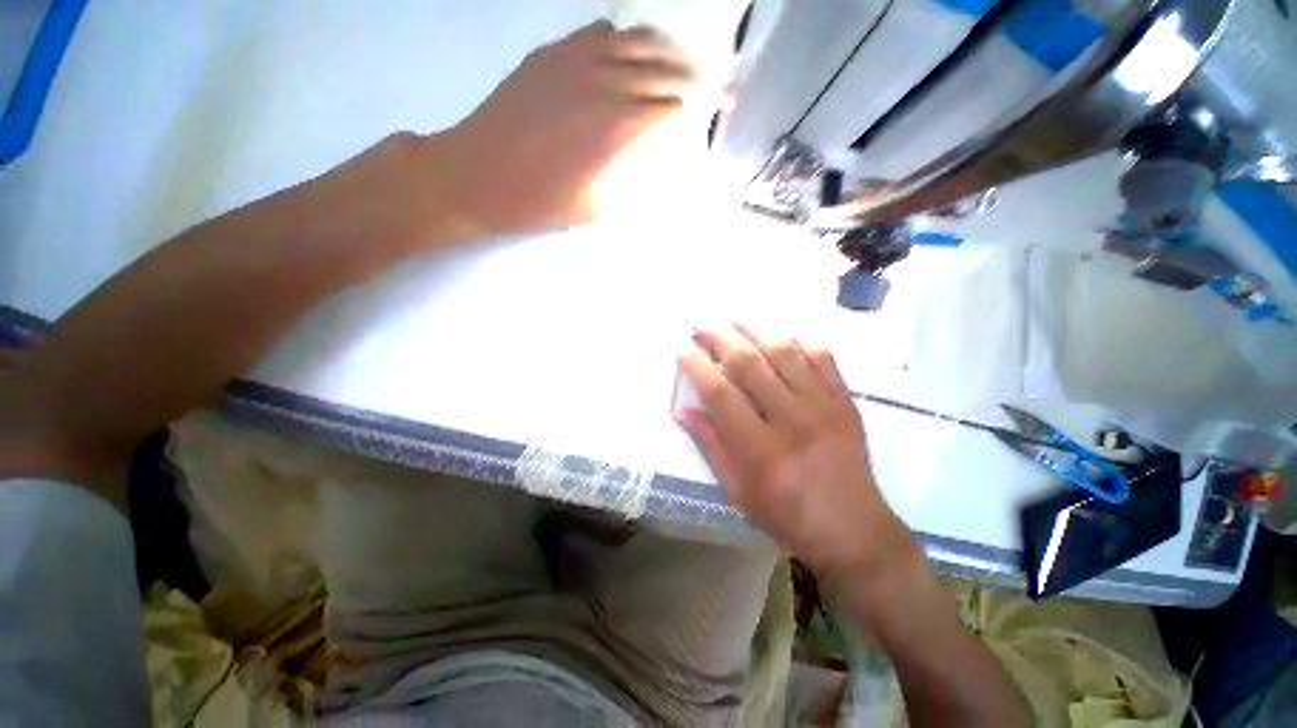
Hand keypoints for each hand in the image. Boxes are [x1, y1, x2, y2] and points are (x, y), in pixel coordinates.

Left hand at [437, 20, 696, 237]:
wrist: (476, 175)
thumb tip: (654, 159)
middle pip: (665, 69)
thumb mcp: (596, 206)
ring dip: (667, 52)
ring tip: (683, 61)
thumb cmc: (538, 203)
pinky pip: (600, 33)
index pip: (676, 108)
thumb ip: (629, 177)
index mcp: (620, 129)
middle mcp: (606, 83)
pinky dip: (623, 41)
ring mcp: (577, 60)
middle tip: (718, 84)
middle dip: (698, 79)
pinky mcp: (552, 54)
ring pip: (638, 41)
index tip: (718, 115)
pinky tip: (627, 55)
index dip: (702, 111)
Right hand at [676, 324, 914, 578]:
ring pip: (784, 352)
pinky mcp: (845, 402)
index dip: (697, 367)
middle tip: (701, 324)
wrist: (855, 532)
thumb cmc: (788, 518)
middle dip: (719, 338)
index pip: (720, 394)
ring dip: (754, 328)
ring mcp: (823, 406)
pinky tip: (780, 330)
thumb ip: (711, 447)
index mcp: (760, 450)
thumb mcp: (738, 492)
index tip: (683, 351)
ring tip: (733, 317)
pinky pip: (823, 357)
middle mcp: (791, 420)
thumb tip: (681, 412)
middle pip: (749, 364)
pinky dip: (799, 338)